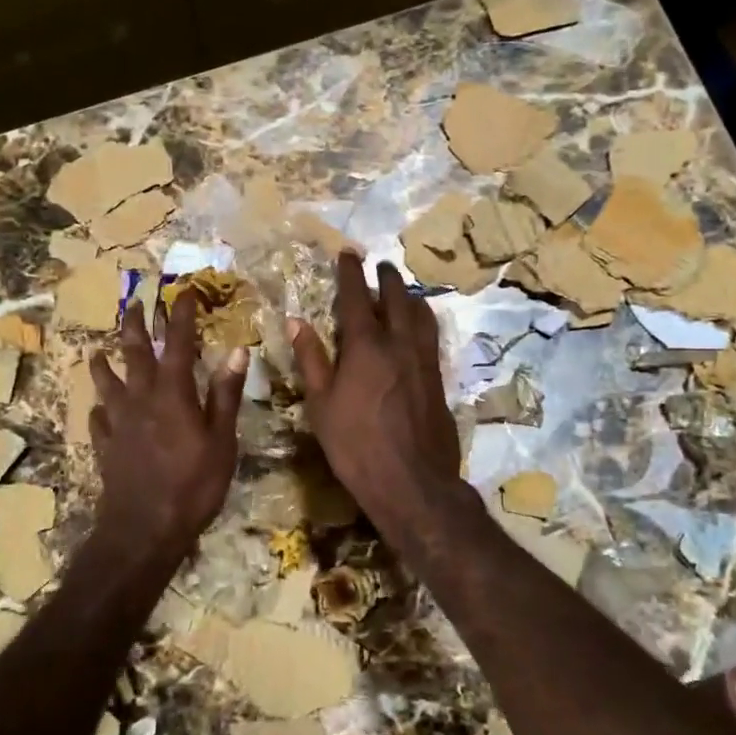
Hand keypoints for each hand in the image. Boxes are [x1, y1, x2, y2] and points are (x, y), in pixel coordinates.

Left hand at [88, 290, 247, 569]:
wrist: (143, 528)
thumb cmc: (193, 485)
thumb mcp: (221, 441)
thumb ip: (225, 394)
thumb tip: (237, 350)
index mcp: (173, 393)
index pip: (178, 343)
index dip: (182, 315)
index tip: (185, 291)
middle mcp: (141, 399)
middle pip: (135, 353)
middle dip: (136, 325)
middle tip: (134, 303)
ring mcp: (118, 422)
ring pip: (108, 383)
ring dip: (104, 363)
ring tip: (98, 350)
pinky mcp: (106, 446)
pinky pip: (99, 419)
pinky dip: (99, 409)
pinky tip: (98, 409)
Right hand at [288, 252, 473, 547]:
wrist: (411, 481)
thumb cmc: (355, 444)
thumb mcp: (321, 404)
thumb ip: (311, 359)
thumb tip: (296, 321)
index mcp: (366, 346)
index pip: (356, 297)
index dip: (350, 273)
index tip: (348, 253)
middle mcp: (399, 343)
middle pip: (396, 298)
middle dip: (386, 278)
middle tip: (379, 265)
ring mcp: (424, 360)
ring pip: (420, 314)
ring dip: (409, 296)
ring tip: (402, 290)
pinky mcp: (438, 378)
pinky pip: (431, 336)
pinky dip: (422, 320)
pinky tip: (419, 327)